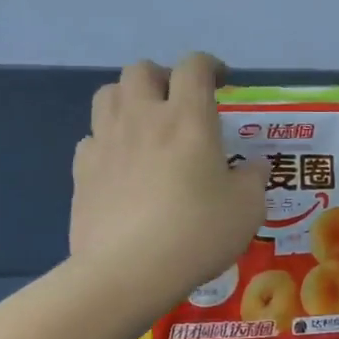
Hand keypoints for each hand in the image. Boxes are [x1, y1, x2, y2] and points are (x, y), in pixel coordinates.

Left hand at [71, 54, 268, 313]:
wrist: (128, 272)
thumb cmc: (197, 233)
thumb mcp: (246, 209)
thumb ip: (254, 180)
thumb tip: (257, 166)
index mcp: (187, 118)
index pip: (194, 66)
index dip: (210, 66)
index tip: (221, 82)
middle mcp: (143, 118)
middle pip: (141, 69)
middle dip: (162, 77)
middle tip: (178, 102)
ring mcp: (106, 142)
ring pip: (108, 94)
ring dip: (128, 99)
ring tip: (144, 125)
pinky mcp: (82, 171)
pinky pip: (91, 138)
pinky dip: (107, 141)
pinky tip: (120, 165)